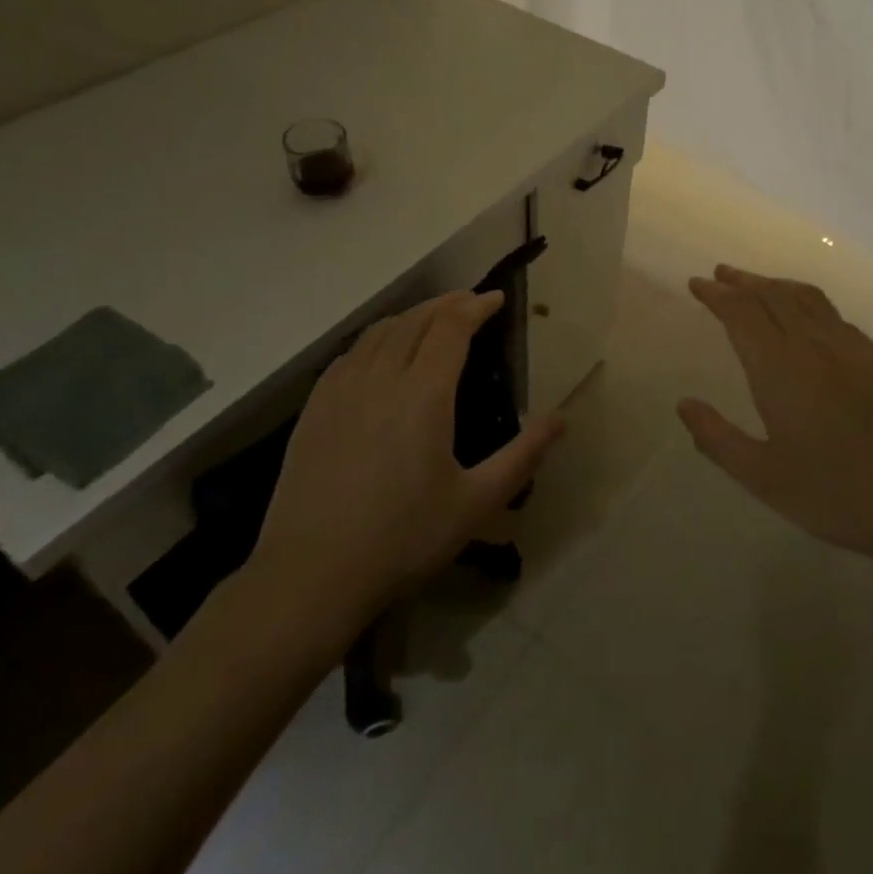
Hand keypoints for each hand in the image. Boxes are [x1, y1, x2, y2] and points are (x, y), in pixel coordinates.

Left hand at [250, 291, 563, 615]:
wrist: (311, 574)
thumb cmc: (403, 539)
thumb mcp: (476, 503)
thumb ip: (522, 456)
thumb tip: (562, 420)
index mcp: (424, 393)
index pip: (452, 327)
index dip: (476, 306)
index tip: (496, 299)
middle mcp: (381, 377)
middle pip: (416, 320)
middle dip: (447, 303)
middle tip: (471, 301)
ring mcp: (341, 391)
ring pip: (379, 331)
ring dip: (411, 315)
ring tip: (432, 318)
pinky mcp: (314, 410)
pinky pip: (350, 354)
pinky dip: (375, 338)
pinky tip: (380, 352)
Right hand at [678, 265, 872, 567]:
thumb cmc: (834, 495)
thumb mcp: (763, 477)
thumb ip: (717, 439)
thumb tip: (684, 404)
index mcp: (781, 370)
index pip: (742, 315)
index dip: (717, 296)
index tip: (698, 284)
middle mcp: (815, 346)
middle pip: (773, 296)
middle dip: (743, 282)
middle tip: (720, 274)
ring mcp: (852, 348)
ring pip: (807, 298)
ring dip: (775, 284)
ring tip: (756, 284)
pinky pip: (833, 314)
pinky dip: (807, 301)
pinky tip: (805, 315)